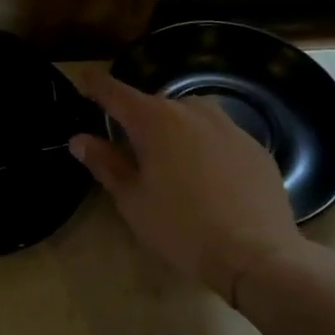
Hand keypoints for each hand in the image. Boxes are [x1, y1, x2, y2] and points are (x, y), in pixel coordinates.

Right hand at [70, 71, 308, 303]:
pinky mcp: (255, 148)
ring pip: (191, 116)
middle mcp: (193, 112)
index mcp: (155, 120)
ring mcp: (230, 127)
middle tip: (126, 145)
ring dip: (173, 128)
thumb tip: (79, 139)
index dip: (96, 85)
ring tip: (167, 159)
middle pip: (155, 104)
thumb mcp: (131, 199)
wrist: (255, 254)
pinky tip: (206, 178)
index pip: (116, 93)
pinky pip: (219, 136)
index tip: (83, 80)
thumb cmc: (180, 227)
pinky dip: (204, 146)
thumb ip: (105, 163)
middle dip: (137, 118)